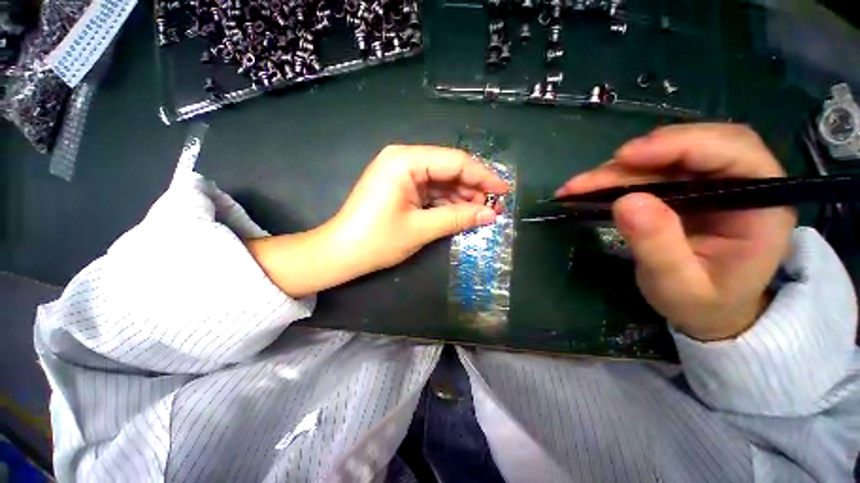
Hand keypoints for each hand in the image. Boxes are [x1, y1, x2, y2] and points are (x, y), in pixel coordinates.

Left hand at [248, 145, 508, 297]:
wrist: (340, 253)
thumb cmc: (377, 240)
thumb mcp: (421, 228)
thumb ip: (457, 218)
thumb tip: (490, 214)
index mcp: (405, 161)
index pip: (455, 162)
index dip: (483, 177)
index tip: (503, 191)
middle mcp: (403, 159)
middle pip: (448, 169)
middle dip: (472, 188)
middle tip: (493, 207)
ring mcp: (401, 173)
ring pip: (441, 180)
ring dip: (461, 196)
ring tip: (480, 213)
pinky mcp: (400, 187)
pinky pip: (430, 190)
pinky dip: (446, 201)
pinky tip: (460, 212)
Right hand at [557, 124, 796, 340]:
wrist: (710, 311)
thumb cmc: (703, 304)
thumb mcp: (679, 286)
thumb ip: (659, 247)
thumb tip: (625, 202)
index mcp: (763, 205)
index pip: (734, 153)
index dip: (681, 146)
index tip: (627, 157)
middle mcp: (743, 183)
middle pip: (697, 145)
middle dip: (641, 156)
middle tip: (595, 176)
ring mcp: (714, 182)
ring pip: (668, 155)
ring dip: (620, 168)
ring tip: (580, 186)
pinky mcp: (688, 187)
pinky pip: (652, 169)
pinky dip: (618, 176)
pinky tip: (591, 186)